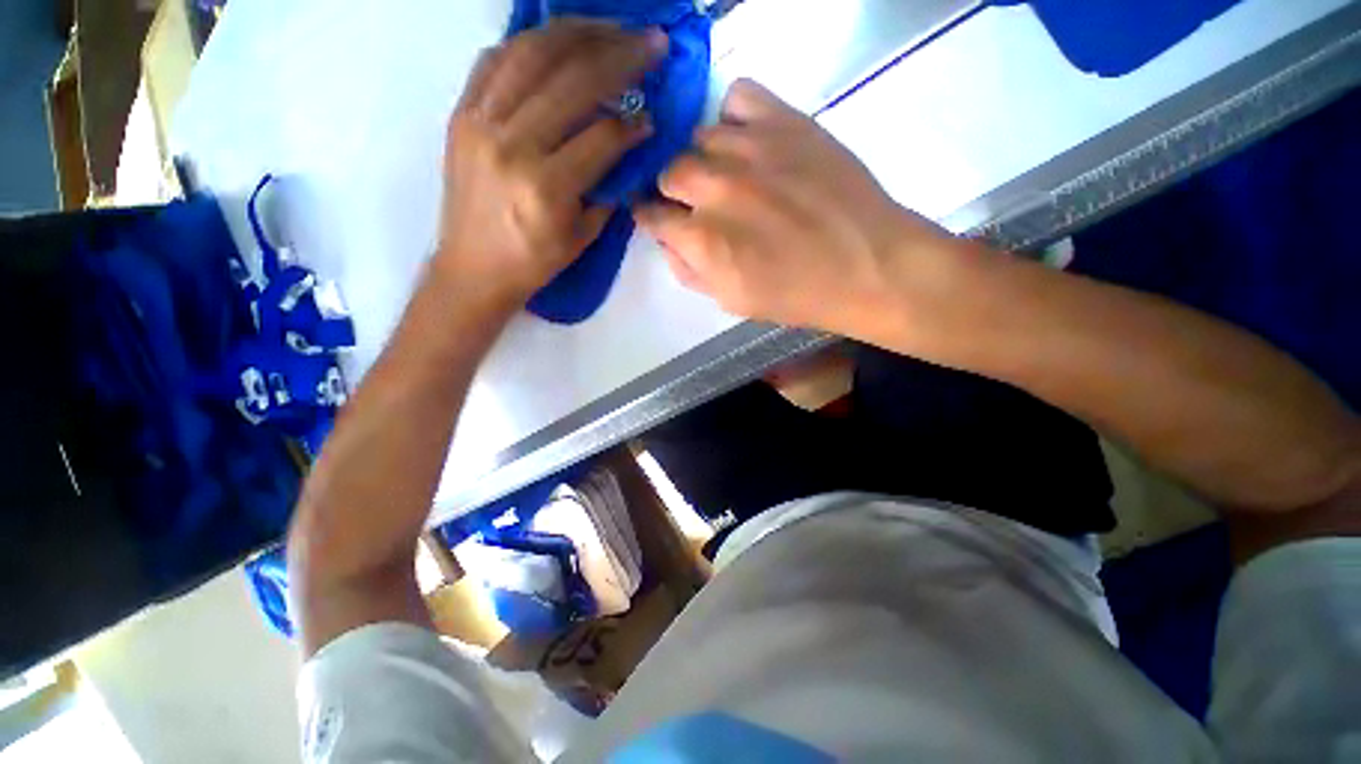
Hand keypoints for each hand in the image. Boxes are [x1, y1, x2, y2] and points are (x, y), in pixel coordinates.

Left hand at [434, 21, 667, 309]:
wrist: (472, 268)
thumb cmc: (533, 262)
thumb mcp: (581, 237)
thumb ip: (606, 189)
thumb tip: (626, 147)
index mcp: (546, 187)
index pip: (601, 137)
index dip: (632, 124)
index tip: (652, 117)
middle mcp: (512, 145)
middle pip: (572, 81)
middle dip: (620, 56)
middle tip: (651, 43)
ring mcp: (481, 122)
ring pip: (532, 54)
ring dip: (578, 32)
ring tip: (610, 27)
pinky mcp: (462, 113)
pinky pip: (496, 59)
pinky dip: (530, 43)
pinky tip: (556, 40)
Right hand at [636, 79, 960, 338]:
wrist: (866, 265)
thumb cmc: (797, 295)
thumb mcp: (733, 302)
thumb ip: (690, 273)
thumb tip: (669, 244)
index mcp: (703, 240)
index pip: (652, 216)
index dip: (651, 218)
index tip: (657, 219)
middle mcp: (717, 189)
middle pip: (670, 171)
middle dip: (675, 191)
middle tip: (696, 203)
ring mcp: (751, 150)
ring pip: (700, 137)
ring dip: (705, 158)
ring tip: (727, 174)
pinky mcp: (785, 122)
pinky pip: (738, 97)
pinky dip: (733, 116)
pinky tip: (745, 139)